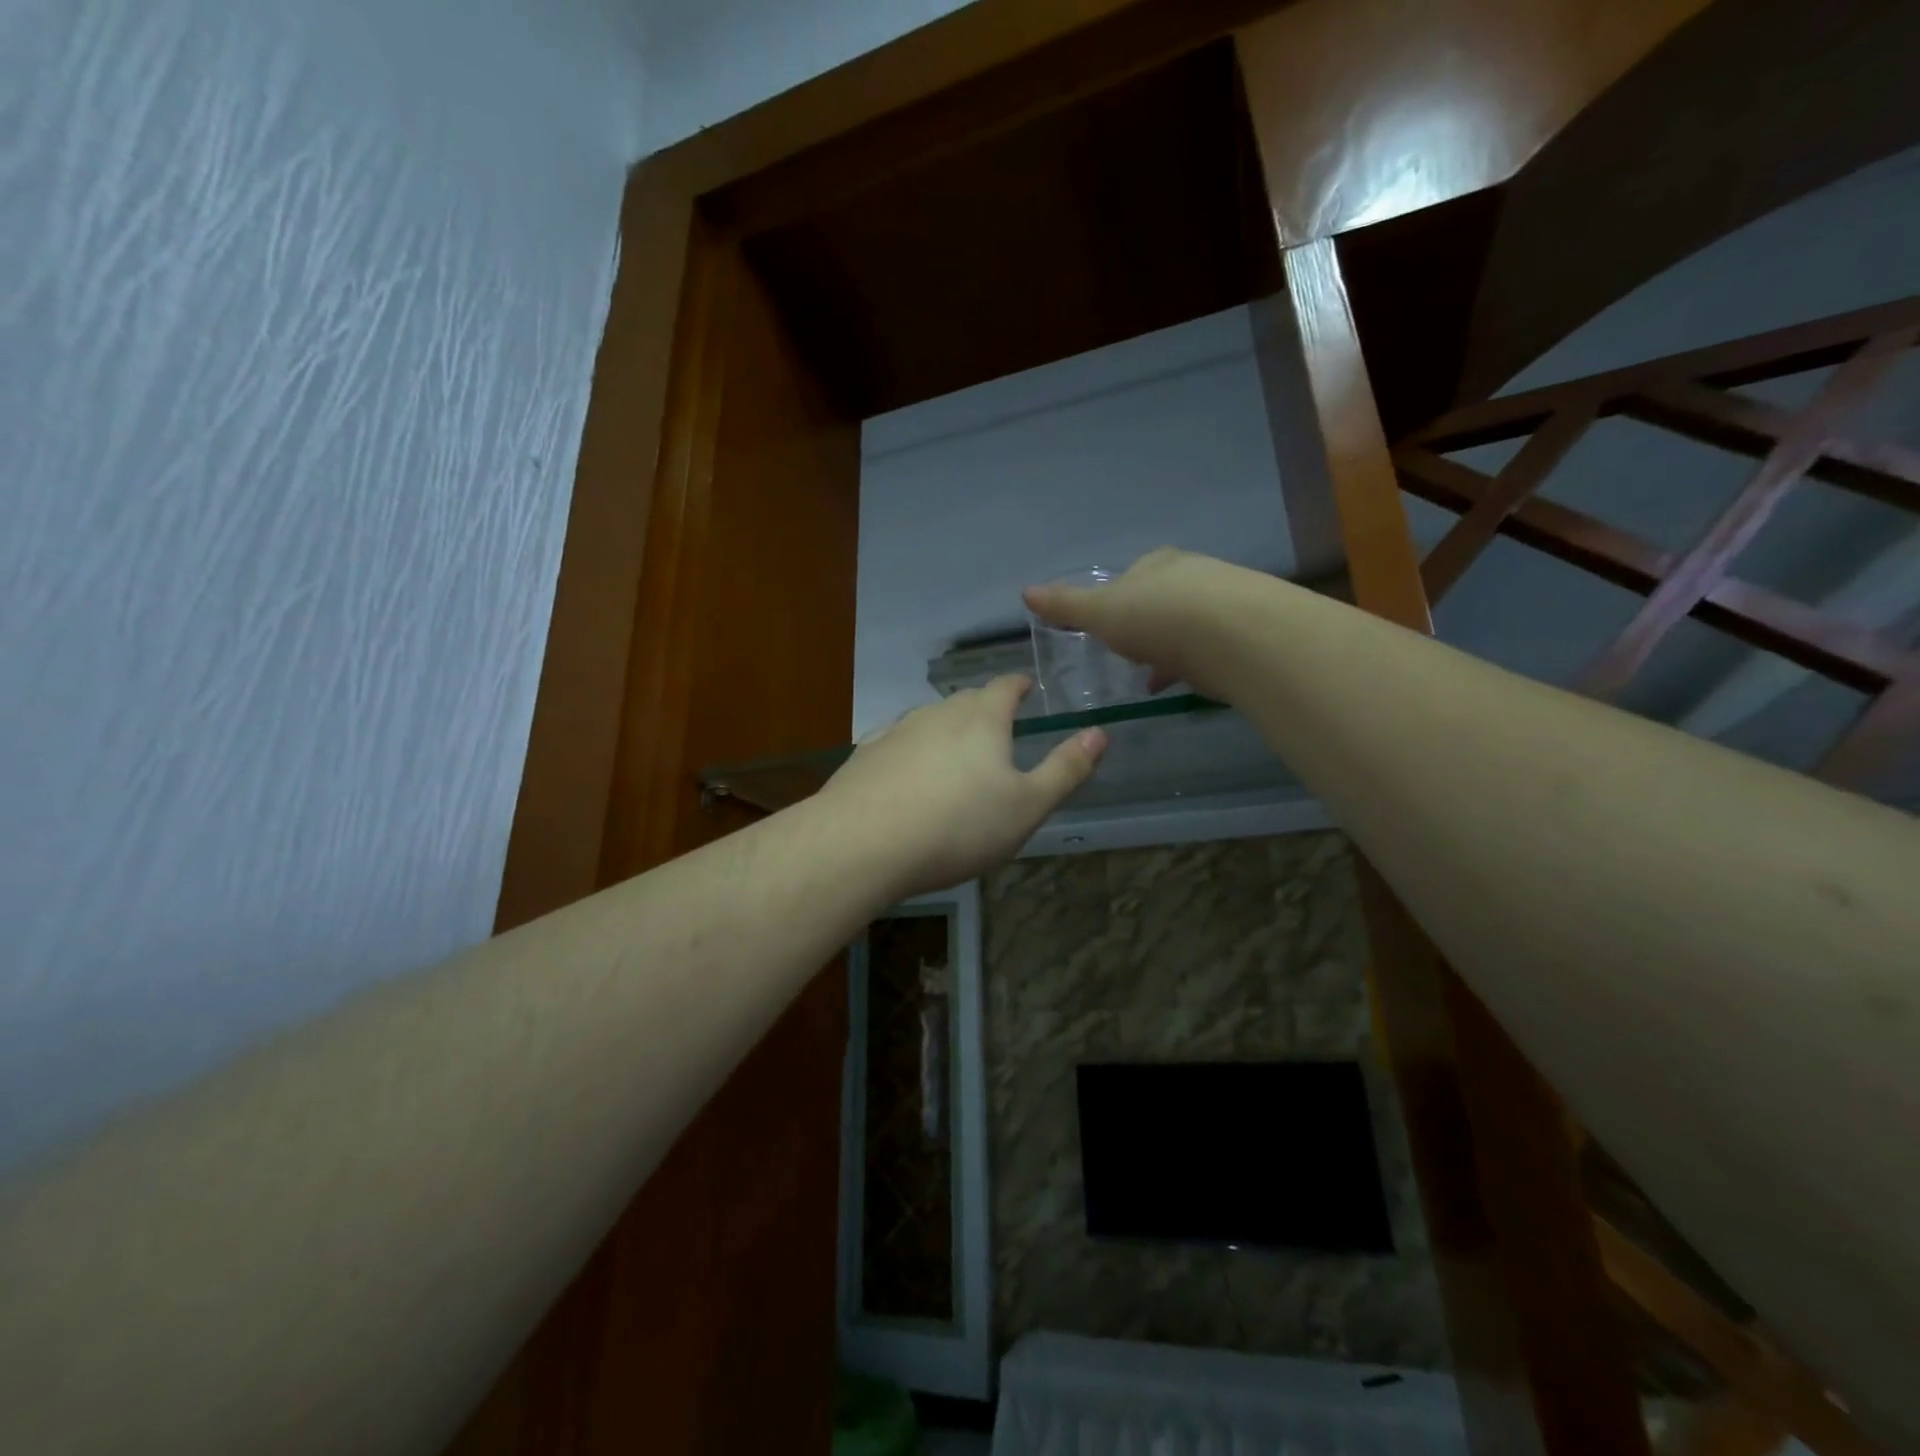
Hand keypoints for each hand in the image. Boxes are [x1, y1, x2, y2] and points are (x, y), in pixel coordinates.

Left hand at [819, 676, 1106, 897]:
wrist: (864, 843)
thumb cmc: (959, 825)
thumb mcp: (1027, 806)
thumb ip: (1066, 769)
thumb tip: (1099, 732)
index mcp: (981, 718)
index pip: (1005, 686)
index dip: (1019, 685)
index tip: (1026, 688)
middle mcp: (937, 713)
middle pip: (966, 701)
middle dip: (984, 710)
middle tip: (997, 729)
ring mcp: (896, 731)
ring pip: (929, 721)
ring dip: (945, 731)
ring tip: (955, 755)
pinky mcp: (865, 756)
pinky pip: (896, 744)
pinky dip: (909, 753)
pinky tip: (907, 773)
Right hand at [1023, 548, 1246, 700]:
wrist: (1232, 635)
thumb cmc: (1157, 616)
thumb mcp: (1101, 613)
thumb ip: (1067, 606)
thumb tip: (1026, 592)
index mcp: (1157, 564)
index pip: (1132, 576)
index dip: (1116, 600)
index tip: (1106, 627)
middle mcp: (1193, 575)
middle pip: (1161, 599)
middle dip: (1144, 624)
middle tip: (1127, 652)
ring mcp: (1223, 603)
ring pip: (1186, 625)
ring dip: (1167, 647)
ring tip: (1149, 675)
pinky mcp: (1243, 635)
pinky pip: (1207, 649)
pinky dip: (1188, 665)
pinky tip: (1175, 685)